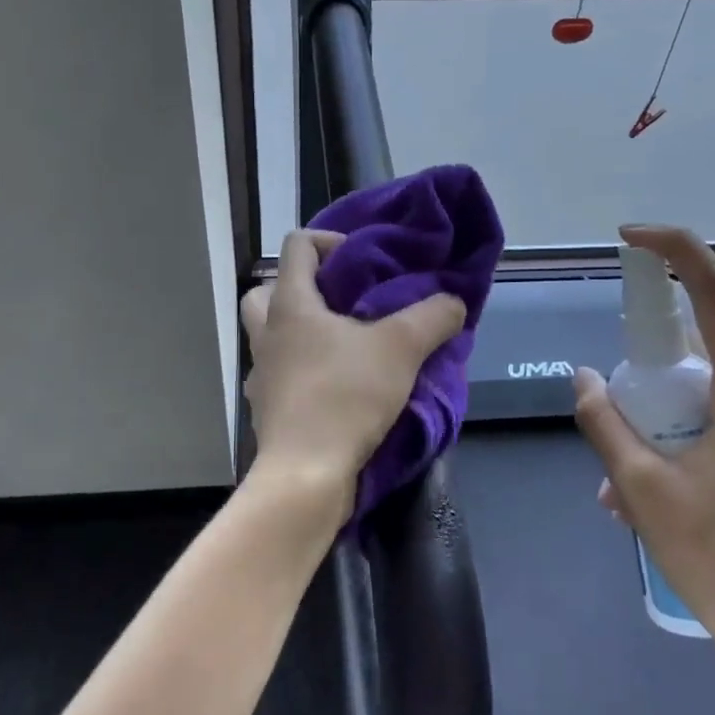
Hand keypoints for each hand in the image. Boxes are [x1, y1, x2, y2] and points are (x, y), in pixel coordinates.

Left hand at [241, 229, 465, 515]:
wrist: (306, 473)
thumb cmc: (345, 397)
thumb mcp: (401, 349)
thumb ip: (432, 317)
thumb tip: (453, 301)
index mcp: (290, 305)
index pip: (297, 246)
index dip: (329, 241)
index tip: (362, 261)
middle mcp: (267, 334)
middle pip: (265, 291)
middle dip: (299, 288)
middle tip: (338, 302)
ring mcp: (261, 374)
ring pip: (269, 336)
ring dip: (298, 332)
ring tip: (342, 345)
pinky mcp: (266, 408)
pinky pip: (279, 375)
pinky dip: (301, 372)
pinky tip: (335, 386)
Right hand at [571, 225, 714, 682]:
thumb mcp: (640, 488)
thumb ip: (605, 421)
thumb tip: (583, 377)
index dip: (675, 252)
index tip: (631, 236)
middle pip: (699, 356)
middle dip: (645, 385)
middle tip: (612, 437)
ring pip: (704, 397)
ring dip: (657, 426)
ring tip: (621, 490)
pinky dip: (679, 443)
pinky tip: (650, 496)